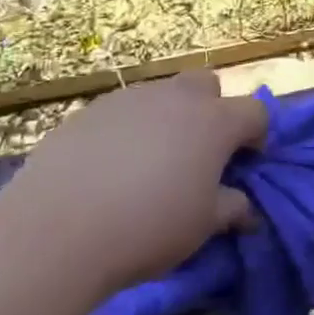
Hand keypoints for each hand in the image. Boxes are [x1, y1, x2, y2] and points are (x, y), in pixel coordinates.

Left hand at [6, 71, 267, 290]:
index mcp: (215, 121)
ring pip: (162, 96)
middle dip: (211, 110)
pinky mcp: (90, 110)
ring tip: (149, 164)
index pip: (255, 111)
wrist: (57, 229)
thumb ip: (231, 209)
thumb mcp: (202, 226)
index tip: (244, 163)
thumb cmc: (148, 226)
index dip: (256, 135)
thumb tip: (246, 209)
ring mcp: (131, 98)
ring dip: (167, 119)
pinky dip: (127, 131)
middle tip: (198, 153)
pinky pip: (123, 112)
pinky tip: (109, 168)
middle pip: (207, 85)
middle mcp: (177, 98)